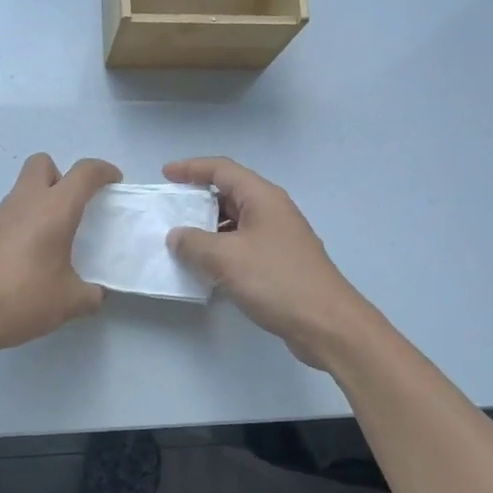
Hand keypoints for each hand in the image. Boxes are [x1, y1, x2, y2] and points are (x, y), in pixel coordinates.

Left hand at [0, 153, 121, 358]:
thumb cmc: (19, 299)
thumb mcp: (67, 303)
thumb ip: (89, 295)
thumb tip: (94, 294)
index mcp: (53, 210)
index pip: (83, 172)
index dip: (103, 171)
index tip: (113, 182)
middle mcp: (24, 202)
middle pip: (43, 164)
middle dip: (61, 176)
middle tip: (72, 208)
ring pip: (22, 189)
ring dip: (39, 202)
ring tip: (48, 241)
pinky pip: (7, 214)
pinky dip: (20, 223)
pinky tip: (22, 258)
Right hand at [163, 157, 376, 367]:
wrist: (326, 324)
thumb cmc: (276, 280)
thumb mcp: (224, 258)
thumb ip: (193, 243)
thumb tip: (176, 236)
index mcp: (261, 197)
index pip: (221, 169)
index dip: (191, 168)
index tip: (165, 175)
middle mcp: (272, 210)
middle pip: (229, 193)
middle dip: (197, 200)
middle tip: (169, 211)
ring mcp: (279, 237)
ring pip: (235, 222)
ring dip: (208, 229)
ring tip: (180, 242)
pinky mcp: (280, 262)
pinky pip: (243, 245)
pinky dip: (221, 250)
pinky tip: (205, 268)